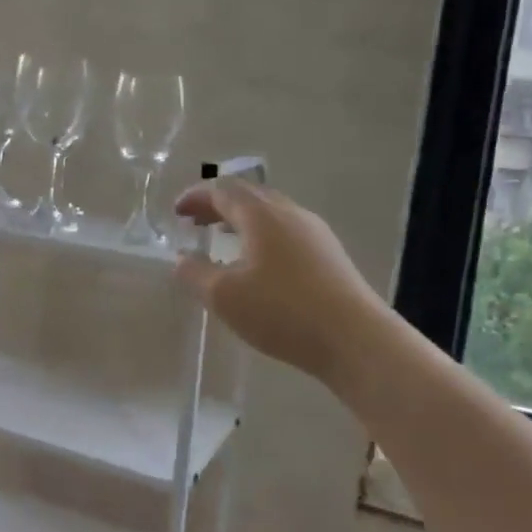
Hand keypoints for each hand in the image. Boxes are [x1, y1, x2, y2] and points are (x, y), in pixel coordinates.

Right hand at [172, 180, 383, 382]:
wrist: (355, 339)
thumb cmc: (281, 311)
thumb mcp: (223, 296)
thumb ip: (194, 273)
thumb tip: (180, 258)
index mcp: (261, 215)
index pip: (223, 191)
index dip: (196, 197)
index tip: (176, 212)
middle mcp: (290, 214)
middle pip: (249, 196)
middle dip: (218, 205)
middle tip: (195, 221)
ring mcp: (315, 233)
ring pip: (271, 214)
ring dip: (241, 220)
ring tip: (223, 239)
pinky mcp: (329, 256)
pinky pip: (287, 232)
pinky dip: (262, 236)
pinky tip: (258, 263)